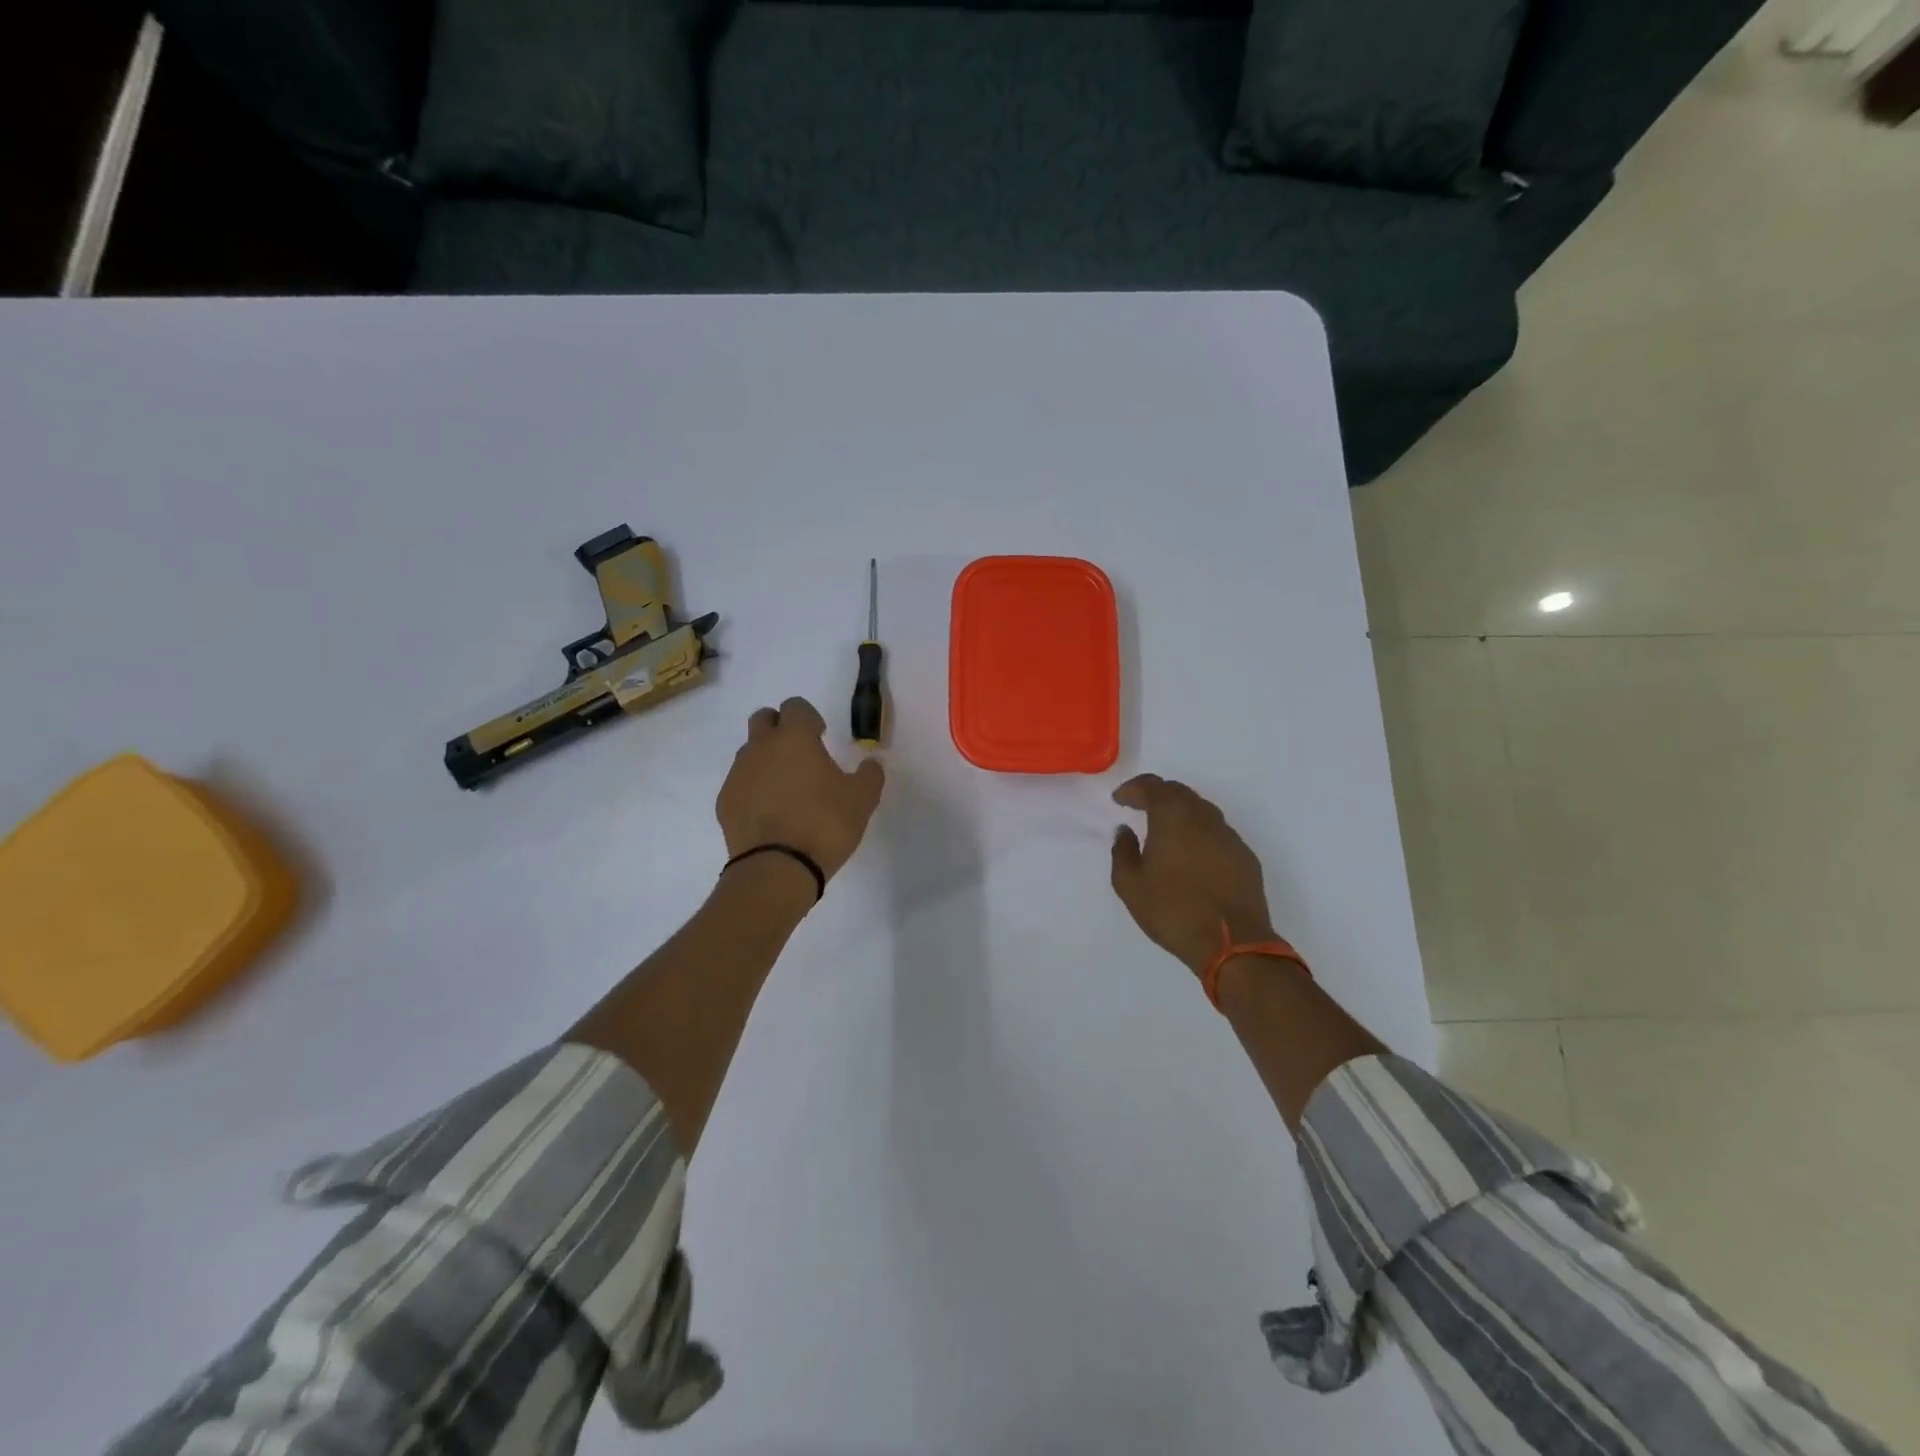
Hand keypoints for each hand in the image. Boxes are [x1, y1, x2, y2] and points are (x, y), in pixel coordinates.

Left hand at [717, 696, 885, 882]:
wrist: (776, 869)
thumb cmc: (824, 825)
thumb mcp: (862, 800)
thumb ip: (870, 775)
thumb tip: (871, 763)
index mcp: (794, 738)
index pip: (795, 706)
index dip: (809, 718)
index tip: (821, 737)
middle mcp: (761, 748)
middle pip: (763, 719)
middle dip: (780, 728)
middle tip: (800, 754)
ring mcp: (738, 774)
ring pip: (749, 752)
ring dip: (766, 759)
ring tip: (786, 789)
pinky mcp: (725, 801)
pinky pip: (740, 783)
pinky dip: (753, 789)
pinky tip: (770, 814)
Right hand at [1110, 774, 1277, 974]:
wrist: (1232, 943)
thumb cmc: (1173, 910)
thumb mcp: (1130, 886)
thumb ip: (1122, 852)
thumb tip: (1125, 831)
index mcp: (1173, 817)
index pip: (1151, 785)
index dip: (1133, 788)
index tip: (1119, 800)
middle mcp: (1203, 817)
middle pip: (1179, 792)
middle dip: (1157, 795)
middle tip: (1140, 808)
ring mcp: (1229, 835)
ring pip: (1201, 810)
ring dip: (1180, 812)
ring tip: (1165, 830)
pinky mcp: (1245, 856)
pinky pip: (1217, 832)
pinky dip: (1199, 832)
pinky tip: (1192, 853)